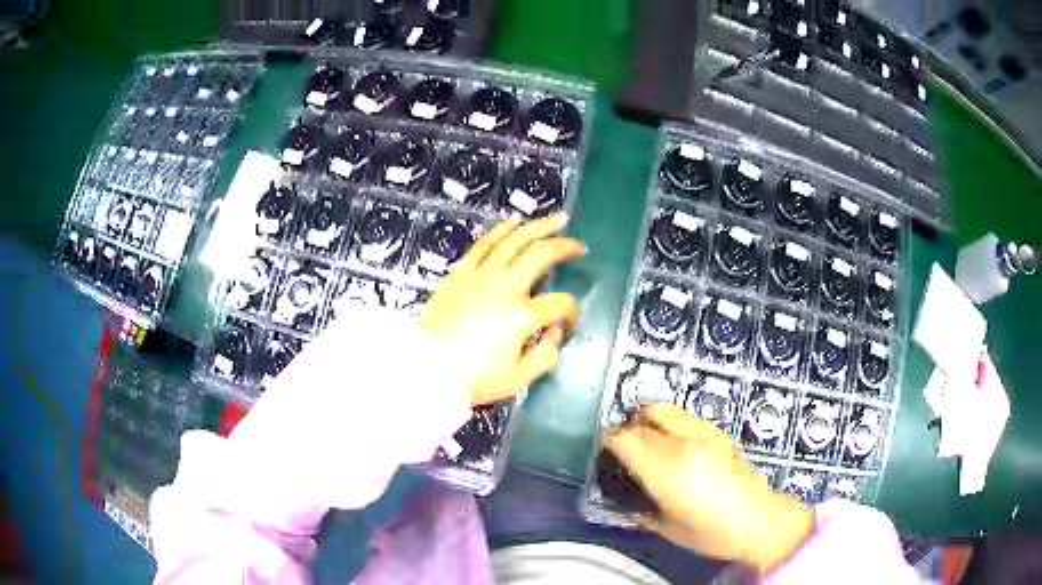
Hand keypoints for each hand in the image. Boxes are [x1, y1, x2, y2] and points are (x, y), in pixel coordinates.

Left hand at [421, 214, 584, 405]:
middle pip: (540, 255)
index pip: (559, 304)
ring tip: (555, 219)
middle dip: (564, 246)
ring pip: (513, 241)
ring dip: (537, 227)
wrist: (426, 369)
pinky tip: (511, 222)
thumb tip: (556, 334)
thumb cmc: (474, 378)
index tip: (571, 319)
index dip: (572, 310)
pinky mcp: (459, 273)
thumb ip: (545, 356)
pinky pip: (483, 244)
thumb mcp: (518, 379)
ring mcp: (480, 276)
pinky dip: (500, 230)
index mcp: (522, 316)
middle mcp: (505, 288)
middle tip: (578, 245)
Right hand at [603, 404, 813, 572]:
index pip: (625, 438)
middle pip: (643, 417)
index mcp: (665, 468)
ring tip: (647, 440)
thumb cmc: (709, 532)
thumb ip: (640, 508)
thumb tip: (625, 499)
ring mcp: (703, 433)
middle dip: (627, 428)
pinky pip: (685, 417)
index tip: (603, 450)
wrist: (757, 520)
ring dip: (648, 420)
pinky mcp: (719, 433)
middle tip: (623, 447)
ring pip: (665, 409)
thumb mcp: (666, 527)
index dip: (608, 440)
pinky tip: (675, 445)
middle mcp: (682, 442)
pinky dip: (670, 423)